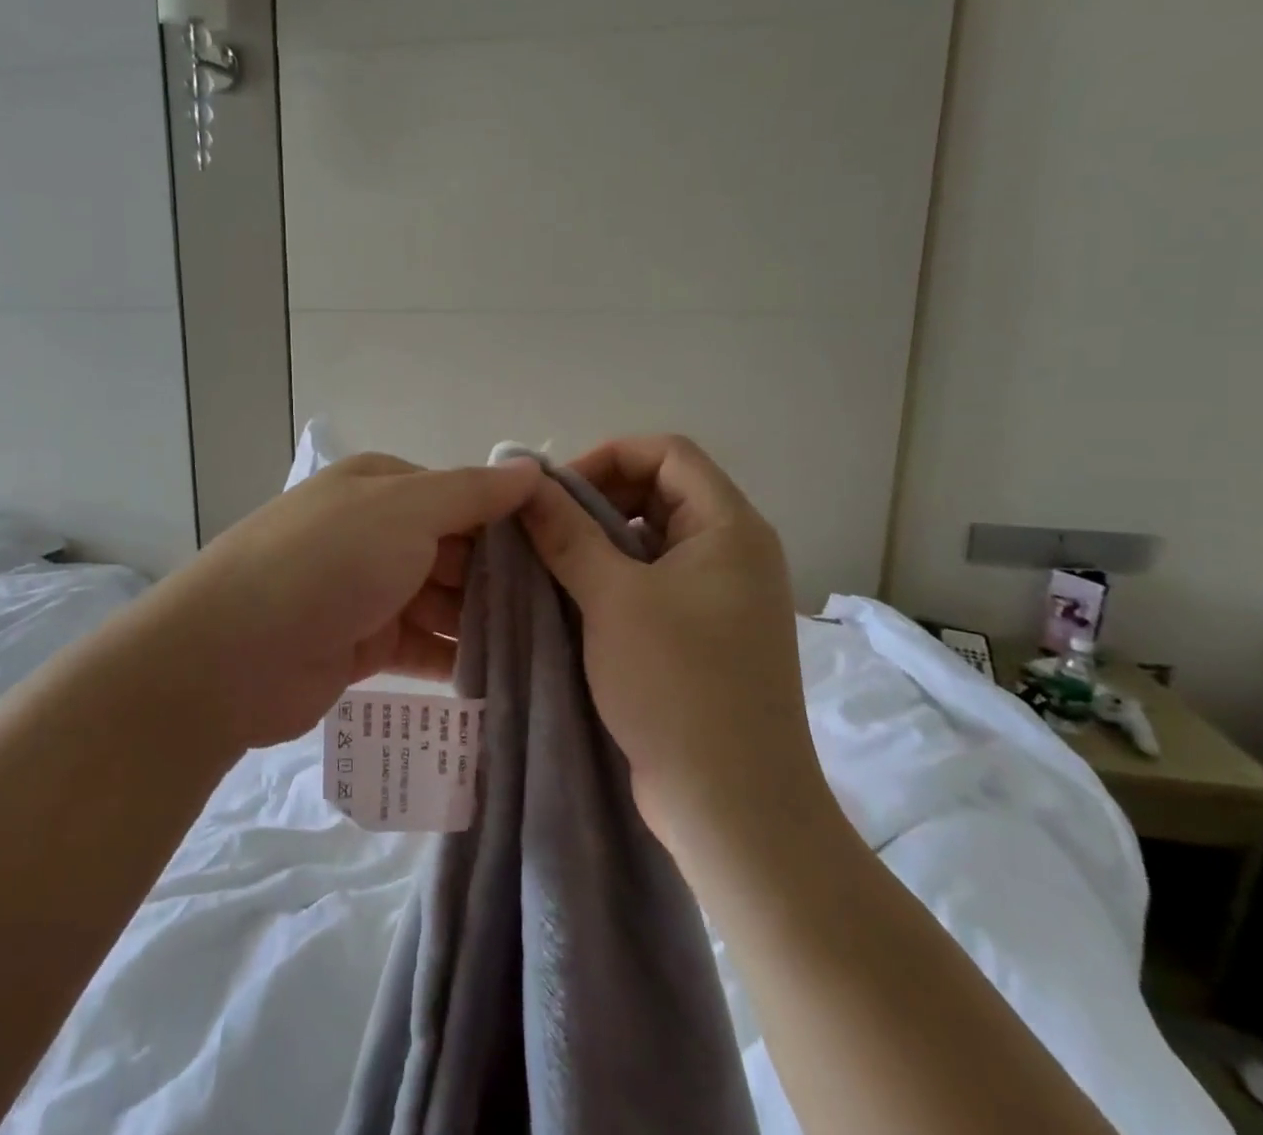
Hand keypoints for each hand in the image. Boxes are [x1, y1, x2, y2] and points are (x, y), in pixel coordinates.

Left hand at [144, 453, 541, 751]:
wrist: (232, 654)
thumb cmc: (327, 563)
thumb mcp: (405, 511)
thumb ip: (471, 493)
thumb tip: (530, 468)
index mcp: (380, 487)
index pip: (461, 496)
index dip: (509, 523)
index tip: (564, 554)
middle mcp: (374, 531)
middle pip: (454, 551)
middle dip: (502, 579)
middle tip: (567, 612)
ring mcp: (366, 590)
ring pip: (441, 601)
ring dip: (483, 622)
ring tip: (548, 649)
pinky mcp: (361, 645)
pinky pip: (422, 646)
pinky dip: (455, 657)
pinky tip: (502, 676)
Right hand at [517, 434, 827, 855]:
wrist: (733, 809)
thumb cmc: (679, 687)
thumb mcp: (613, 598)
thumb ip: (567, 533)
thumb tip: (528, 485)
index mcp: (730, 528)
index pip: (668, 453)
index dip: (608, 457)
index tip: (556, 493)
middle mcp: (732, 552)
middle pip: (659, 491)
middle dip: (597, 499)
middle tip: (543, 528)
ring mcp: (719, 596)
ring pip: (650, 539)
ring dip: (597, 540)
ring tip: (546, 561)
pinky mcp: (701, 634)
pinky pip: (651, 581)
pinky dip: (610, 578)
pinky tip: (567, 598)